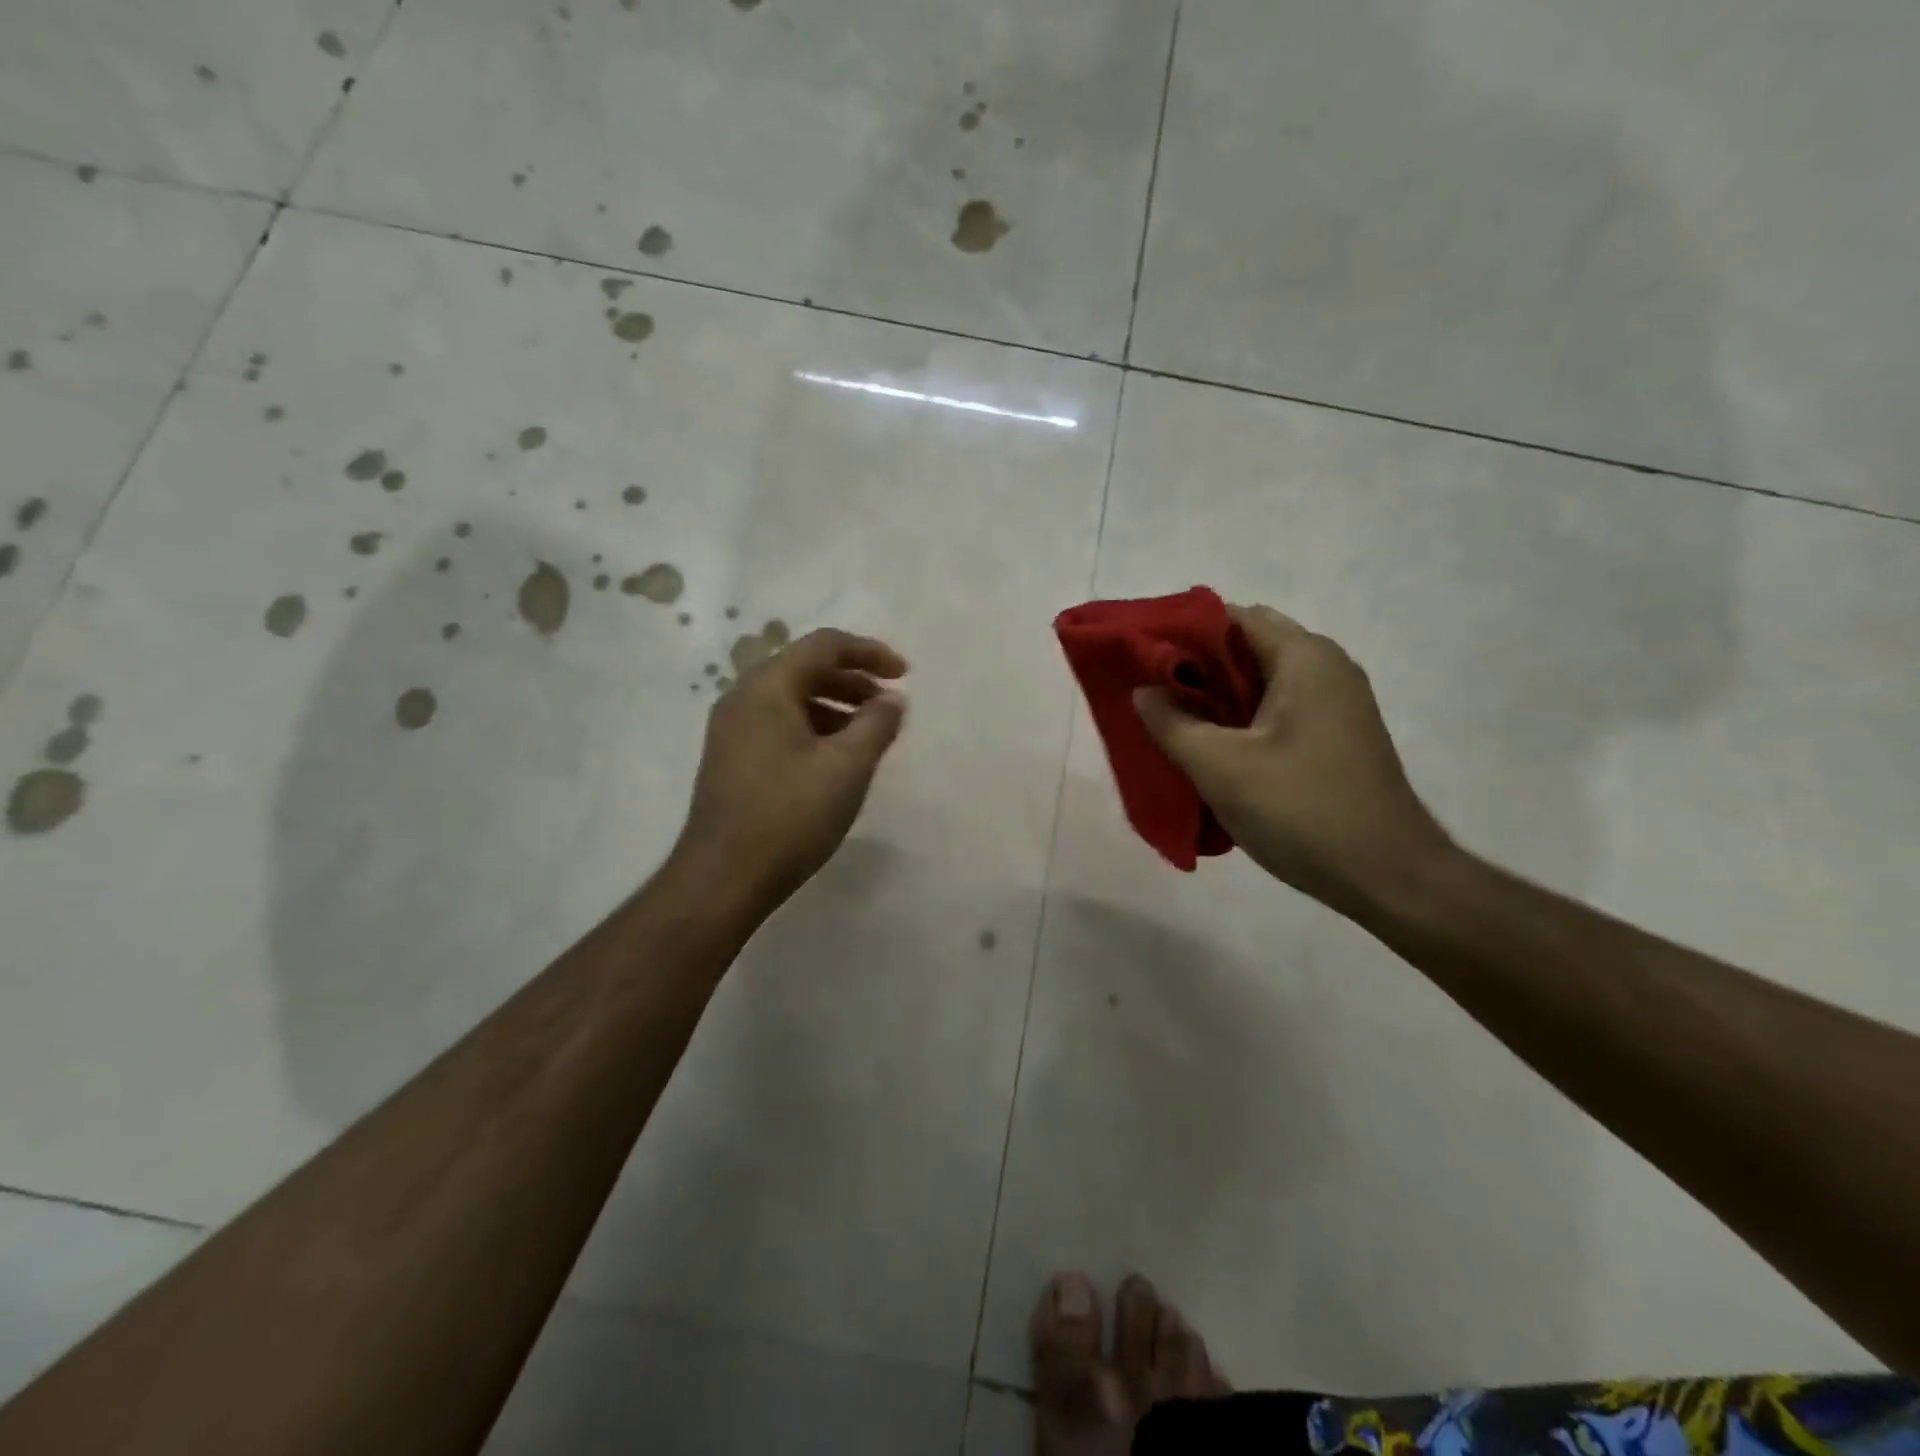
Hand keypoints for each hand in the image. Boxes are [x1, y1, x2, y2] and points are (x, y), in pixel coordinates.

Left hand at [673, 628, 907, 915]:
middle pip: (805, 668)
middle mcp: (743, 698)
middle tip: (889, 704)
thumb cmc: (789, 815)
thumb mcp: (846, 767)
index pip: (824, 646)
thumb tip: (892, 700)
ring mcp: (733, 730)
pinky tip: (836, 758)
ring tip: (869, 733)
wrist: (723, 878)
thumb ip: (876, 724)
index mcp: (767, 688)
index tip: (905, 675)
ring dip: (836, 705)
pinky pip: (780, 724)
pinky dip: (815, 728)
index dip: (869, 652)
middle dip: (854, 680)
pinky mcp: (733, 759)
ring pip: (792, 698)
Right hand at [1134, 605, 1452, 919]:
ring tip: (1169, 721)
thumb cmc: (1301, 810)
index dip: (1180, 631)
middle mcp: (1325, 668)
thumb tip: (1143, 692)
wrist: (1388, 877)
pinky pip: (1276, 710)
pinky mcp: (1335, 737)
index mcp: (1304, 658)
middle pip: (1245, 646)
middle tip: (1148, 693)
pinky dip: (1239, 720)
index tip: (1139, 655)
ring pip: (1259, 682)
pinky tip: (1210, 749)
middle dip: (1194, 667)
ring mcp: (1335, 704)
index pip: (1231, 616)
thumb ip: (1172, 723)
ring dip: (1214, 697)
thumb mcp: (1220, 767)